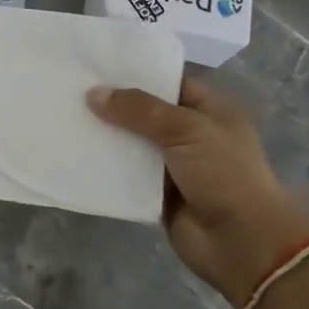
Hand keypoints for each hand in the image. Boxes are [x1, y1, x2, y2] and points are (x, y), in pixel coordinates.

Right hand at [86, 76, 308, 308]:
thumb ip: (139, 109)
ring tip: (66, 117)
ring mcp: (174, 166)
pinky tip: (75, 153)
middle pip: (146, 113)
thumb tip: (93, 93)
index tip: (98, 65)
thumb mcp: (185, 129)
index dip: (138, 74)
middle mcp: (192, 135)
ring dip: (106, 136)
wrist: (242, 243)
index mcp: (210, 111)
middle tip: (72, 89)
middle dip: (114, 104)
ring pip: (132, 143)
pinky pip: (126, 174)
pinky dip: (105, 167)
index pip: (170, 83)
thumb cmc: (224, 175)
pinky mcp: (157, 194)